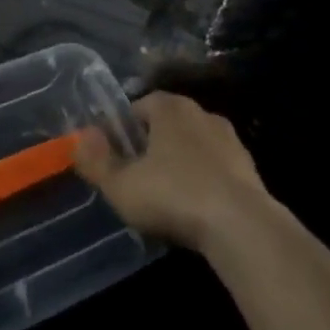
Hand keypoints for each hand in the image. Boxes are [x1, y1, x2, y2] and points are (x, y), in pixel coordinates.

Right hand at [74, 91, 270, 255]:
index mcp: (170, 107)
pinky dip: (204, 182)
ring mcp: (229, 139)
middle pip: (168, 124)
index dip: (124, 130)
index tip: (115, 157)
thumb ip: (96, 162)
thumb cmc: (173, 195)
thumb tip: (80, 137)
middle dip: (152, 147)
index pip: (140, 105)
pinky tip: (196, 211)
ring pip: (194, 146)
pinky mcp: (248, 167)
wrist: (241, 224)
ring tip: (166, 199)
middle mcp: (201, 112)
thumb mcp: (122, 185)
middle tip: (137, 179)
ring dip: (180, 164)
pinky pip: (216, 169)